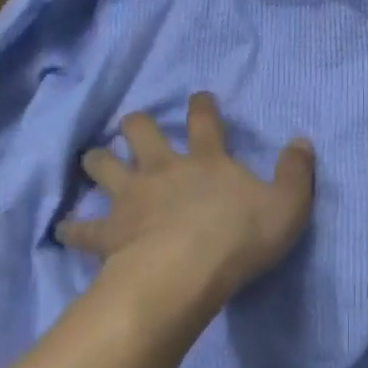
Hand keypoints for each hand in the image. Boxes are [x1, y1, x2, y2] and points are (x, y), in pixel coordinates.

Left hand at [57, 94, 314, 309]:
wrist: (186, 272)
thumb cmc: (241, 236)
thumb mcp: (288, 204)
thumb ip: (296, 171)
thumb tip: (302, 141)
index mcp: (207, 160)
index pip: (205, 121)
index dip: (202, 106)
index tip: (198, 96)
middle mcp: (164, 169)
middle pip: (141, 132)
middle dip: (136, 125)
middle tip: (134, 126)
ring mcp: (132, 197)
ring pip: (103, 166)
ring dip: (98, 161)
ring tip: (94, 160)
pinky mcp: (110, 231)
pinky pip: (83, 228)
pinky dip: (73, 228)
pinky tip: (65, 229)